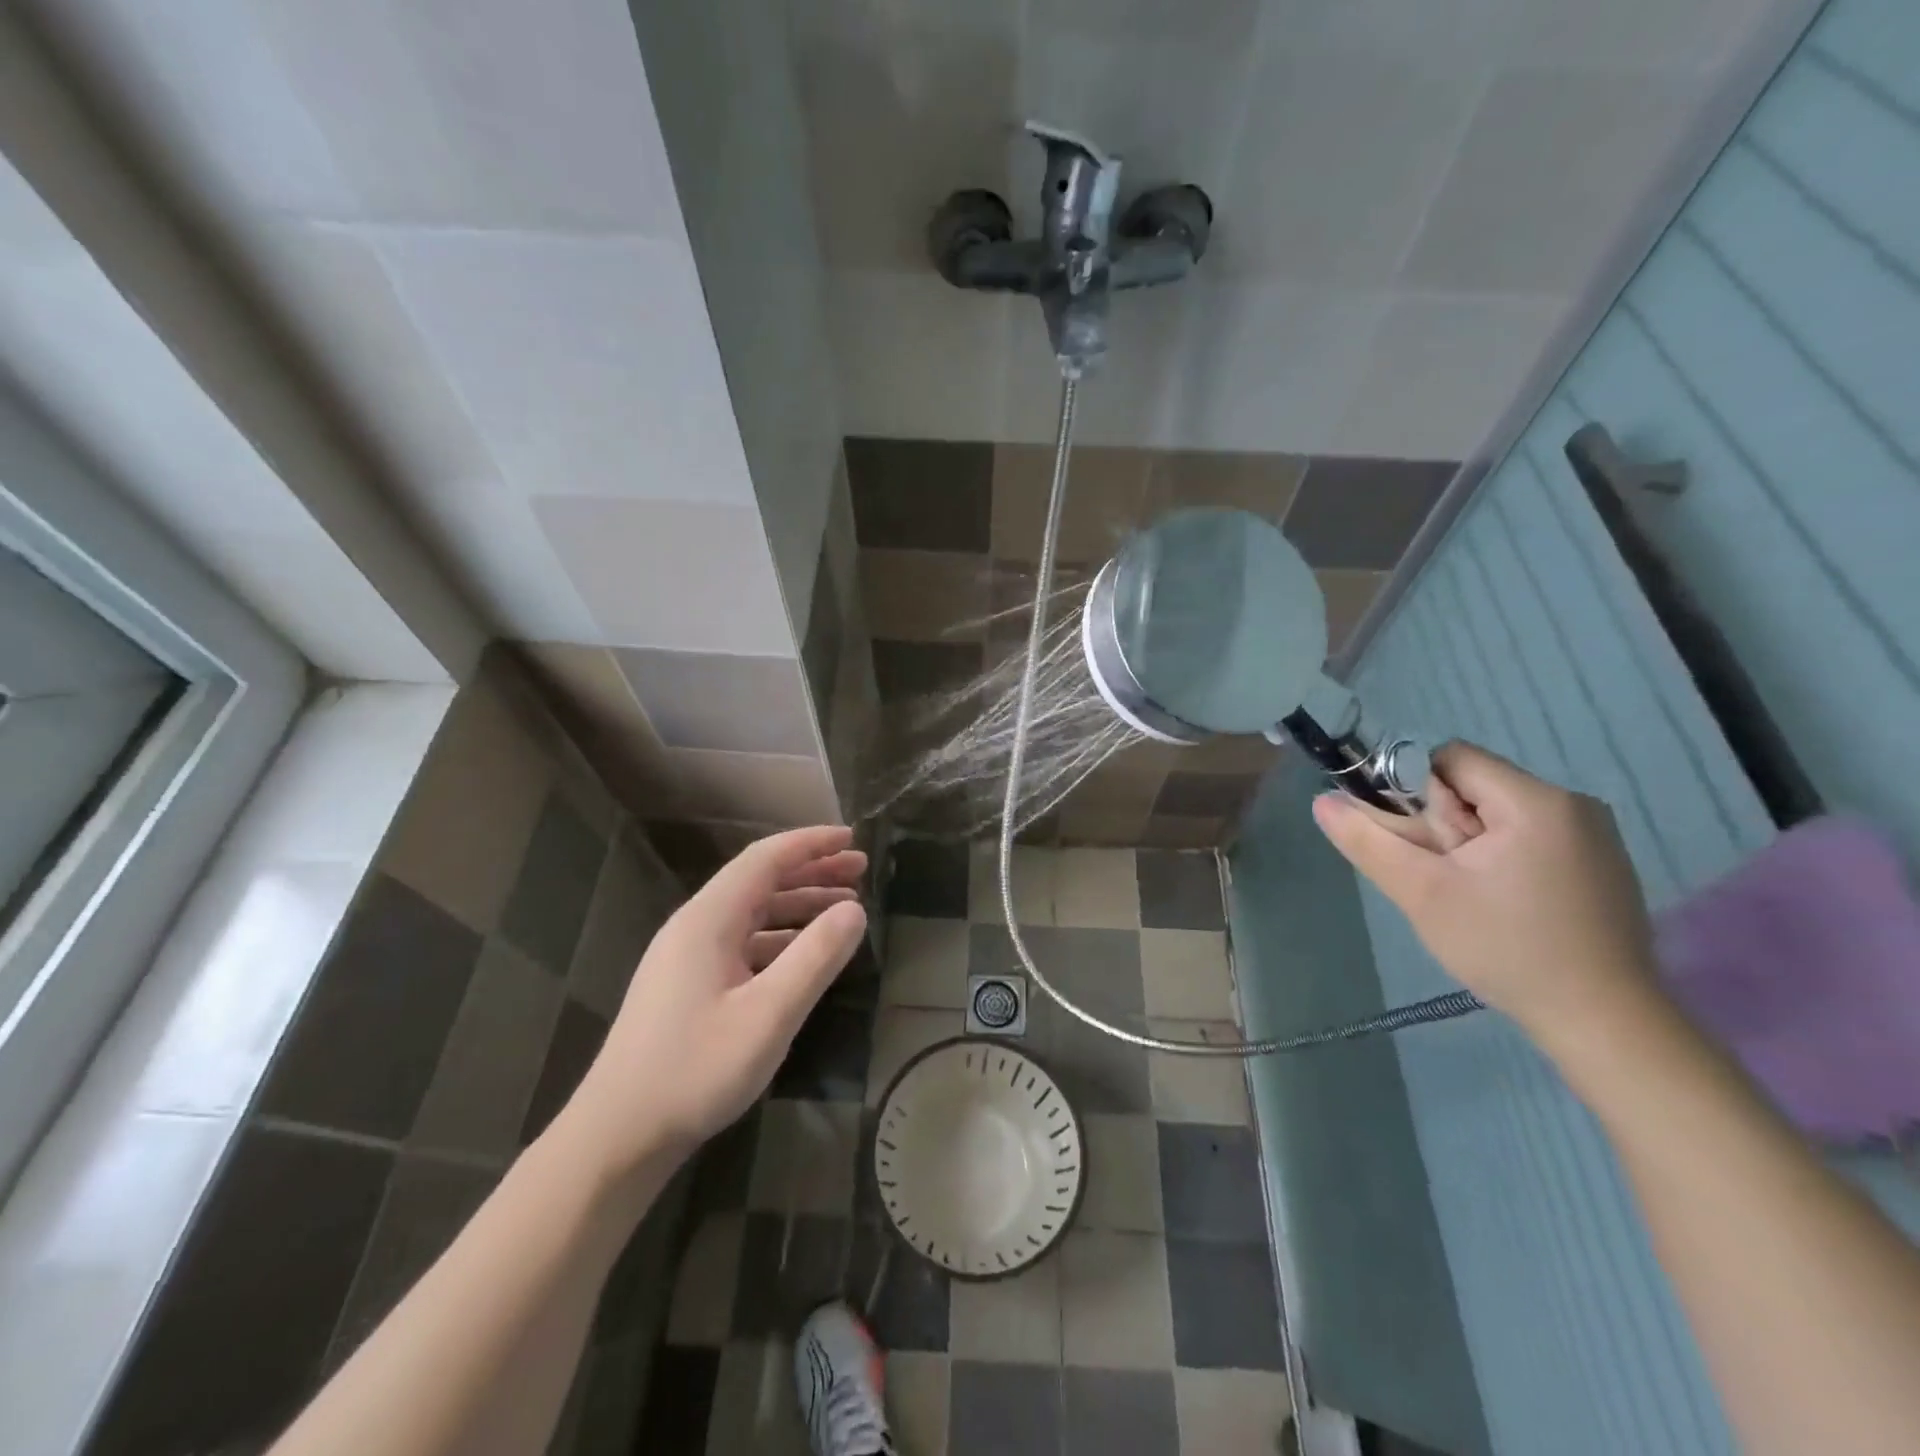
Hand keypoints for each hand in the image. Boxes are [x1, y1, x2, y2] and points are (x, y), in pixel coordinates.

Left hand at [557, 826, 867, 1174]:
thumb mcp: (768, 1015)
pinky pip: (743, 943)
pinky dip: (780, 938)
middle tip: (859, 871)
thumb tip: (856, 911)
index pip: (765, 859)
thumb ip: (815, 958)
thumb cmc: (695, 1070)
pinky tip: (805, 955)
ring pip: (752, 913)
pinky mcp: (687, 985)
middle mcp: (695, 927)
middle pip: (760, 881)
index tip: (852, 838)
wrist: (618, 1136)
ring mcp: (687, 957)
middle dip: (812, 871)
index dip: (811, 844)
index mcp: (708, 920)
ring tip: (846, 910)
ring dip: (799, 905)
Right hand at [1312, 742, 1658, 1043]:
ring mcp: (1595, 836)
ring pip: (1498, 814)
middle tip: (1441, 877)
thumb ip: (1368, 841)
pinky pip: (1529, 837)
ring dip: (1468, 844)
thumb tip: (1322, 802)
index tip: (1416, 843)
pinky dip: (1500, 858)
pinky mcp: (1601, 865)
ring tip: (1469, 895)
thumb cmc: (1506, 949)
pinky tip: (1502, 904)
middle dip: (1442, 824)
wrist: (1603, 1023)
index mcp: (1535, 801)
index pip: (1452, 759)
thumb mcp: (1422, 893)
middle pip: (1475, 786)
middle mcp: (1573, 804)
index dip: (1416, 791)